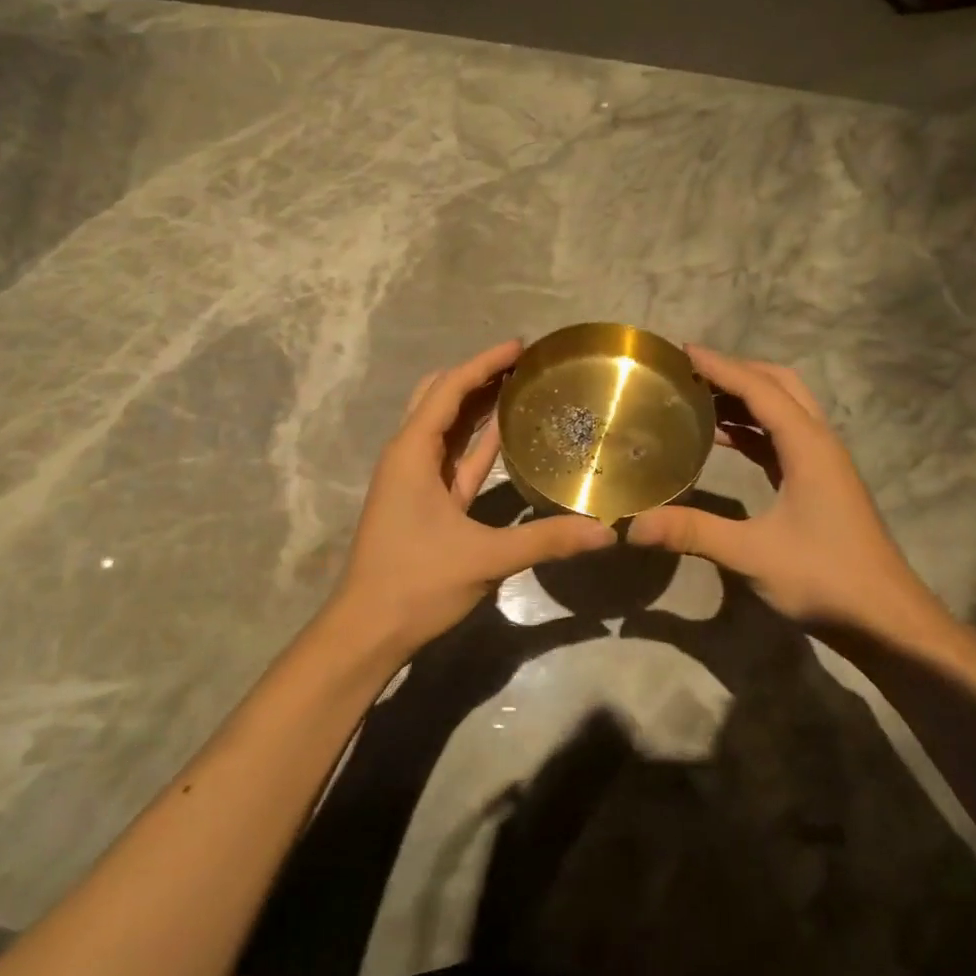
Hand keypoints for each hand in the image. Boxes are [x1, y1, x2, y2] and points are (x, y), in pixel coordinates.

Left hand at [330, 339, 614, 657]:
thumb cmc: (417, 583)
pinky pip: (452, 459)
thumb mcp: (486, 558)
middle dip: (476, 376)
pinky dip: (476, 443)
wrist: (369, 630)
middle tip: (521, 365)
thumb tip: (606, 532)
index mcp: (412, 453)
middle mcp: (408, 456)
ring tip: (519, 387)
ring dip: (476, 405)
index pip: (448, 390)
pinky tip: (505, 434)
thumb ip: (546, 541)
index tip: (520, 346)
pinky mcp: (423, 503)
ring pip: (445, 428)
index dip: (483, 363)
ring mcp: (413, 480)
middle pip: (439, 398)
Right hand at [629, 346, 957, 646]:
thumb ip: (693, 533)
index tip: (682, 351)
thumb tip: (632, 525)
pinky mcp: (819, 484)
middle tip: (691, 372)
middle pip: (780, 386)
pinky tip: (722, 441)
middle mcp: (819, 444)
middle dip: (736, 372)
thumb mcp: (752, 554)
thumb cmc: (825, 578)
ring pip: (784, 411)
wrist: (885, 619)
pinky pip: (782, 439)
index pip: (761, 390)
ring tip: (697, 398)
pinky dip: (752, 429)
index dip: (721, 367)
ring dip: (745, 399)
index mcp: (808, 446)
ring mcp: (822, 464)